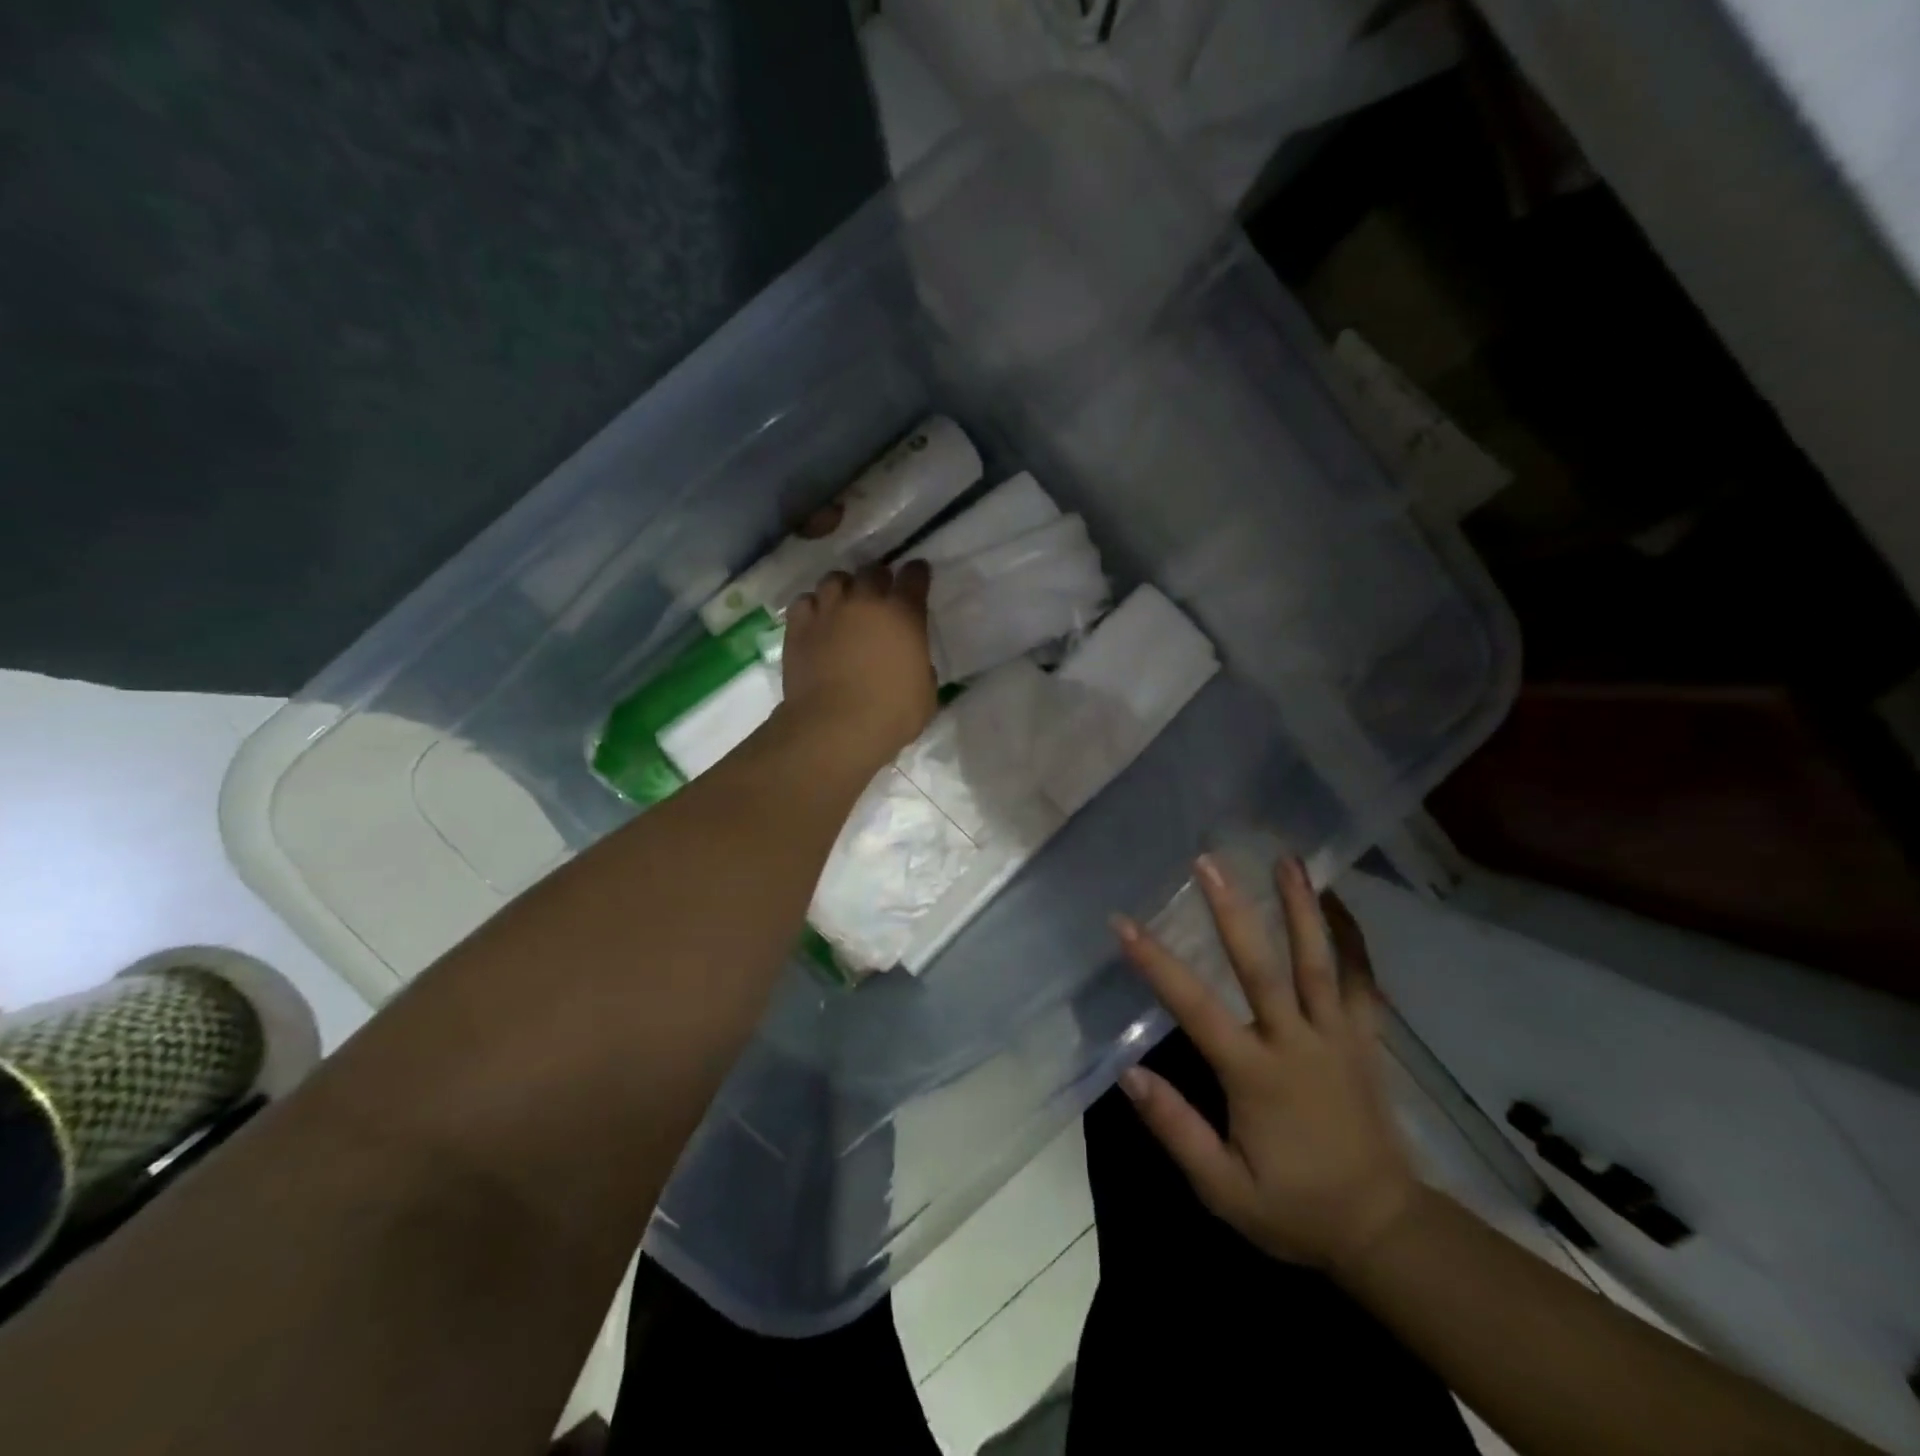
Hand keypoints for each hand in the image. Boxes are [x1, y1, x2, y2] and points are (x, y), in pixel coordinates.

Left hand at [782, 562, 936, 763]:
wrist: (835, 727)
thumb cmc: (891, 715)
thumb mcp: (925, 692)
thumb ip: (920, 666)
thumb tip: (911, 660)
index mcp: (904, 614)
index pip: (914, 576)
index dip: (917, 574)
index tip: (917, 576)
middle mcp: (865, 601)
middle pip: (873, 571)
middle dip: (879, 579)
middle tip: (880, 596)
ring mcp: (828, 610)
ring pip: (835, 579)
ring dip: (844, 588)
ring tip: (845, 604)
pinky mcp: (799, 627)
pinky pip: (805, 602)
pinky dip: (813, 606)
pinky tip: (817, 620)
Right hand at [1113, 855, 1416, 1271]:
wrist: (1385, 1230)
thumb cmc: (1296, 1208)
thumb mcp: (1224, 1189)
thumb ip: (1177, 1130)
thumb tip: (1129, 1075)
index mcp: (1255, 1074)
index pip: (1195, 1007)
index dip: (1156, 963)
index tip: (1124, 922)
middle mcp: (1296, 1041)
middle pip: (1262, 965)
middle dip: (1232, 910)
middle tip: (1210, 862)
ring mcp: (1338, 1036)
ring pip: (1319, 961)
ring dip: (1301, 907)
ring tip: (1287, 859)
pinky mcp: (1366, 1040)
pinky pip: (1364, 982)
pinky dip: (1354, 940)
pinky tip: (1341, 903)